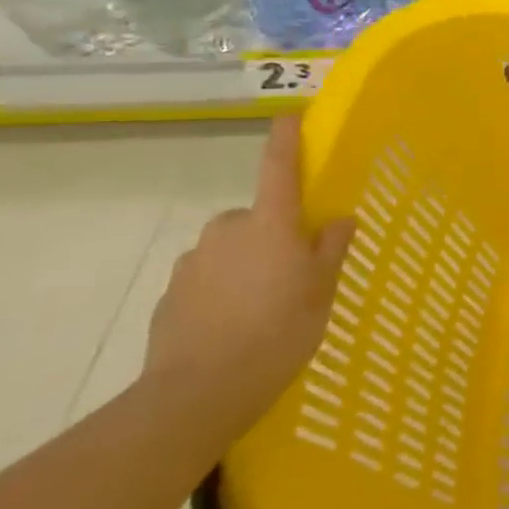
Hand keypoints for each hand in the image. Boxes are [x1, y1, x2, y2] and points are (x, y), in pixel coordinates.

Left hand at [143, 115, 353, 430]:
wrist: (198, 394)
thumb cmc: (278, 332)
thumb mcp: (321, 291)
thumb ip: (331, 249)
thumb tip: (338, 219)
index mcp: (270, 224)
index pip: (278, 168)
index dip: (285, 140)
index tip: (288, 115)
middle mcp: (227, 232)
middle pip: (255, 217)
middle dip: (272, 233)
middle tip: (293, 269)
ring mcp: (193, 263)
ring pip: (229, 249)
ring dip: (246, 263)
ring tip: (263, 305)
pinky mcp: (170, 296)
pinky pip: (206, 279)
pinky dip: (221, 291)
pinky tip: (233, 325)